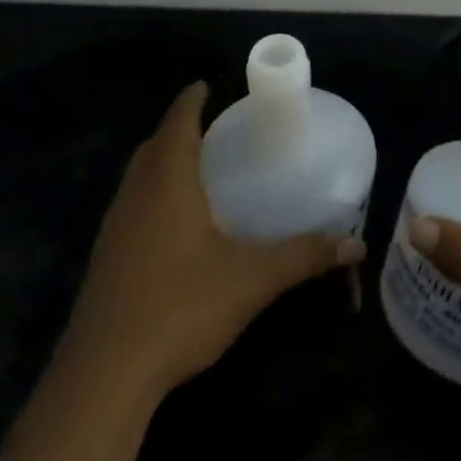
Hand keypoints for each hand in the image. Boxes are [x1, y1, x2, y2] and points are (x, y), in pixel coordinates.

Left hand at [67, 82, 364, 400]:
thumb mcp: (253, 279)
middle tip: (214, 129)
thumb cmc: (181, 307)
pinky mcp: (106, 261)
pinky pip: (132, 208)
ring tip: (199, 170)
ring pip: (138, 179)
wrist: (105, 375)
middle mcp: (135, 197)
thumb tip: (355, 244)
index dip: (191, 101)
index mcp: (167, 184)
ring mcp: (114, 230)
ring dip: (163, 164)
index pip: (177, 124)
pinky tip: (177, 226)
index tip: (206, 85)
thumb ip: (304, 256)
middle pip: (153, 148)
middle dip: (178, 130)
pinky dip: (153, 197)